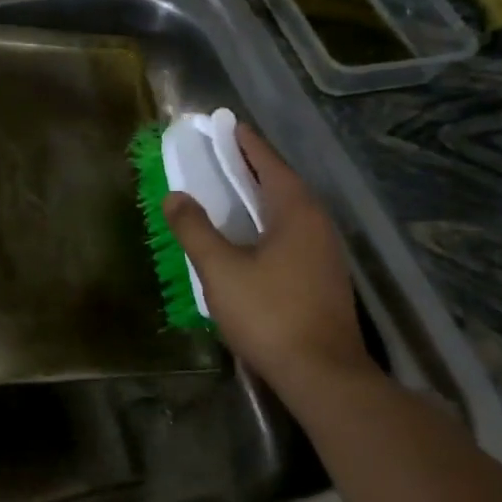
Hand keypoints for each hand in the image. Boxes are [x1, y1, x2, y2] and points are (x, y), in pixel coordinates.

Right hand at [163, 124, 372, 393]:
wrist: (322, 375)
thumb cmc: (269, 314)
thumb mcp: (220, 269)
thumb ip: (195, 230)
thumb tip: (175, 196)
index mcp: (296, 213)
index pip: (270, 164)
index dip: (247, 144)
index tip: (228, 126)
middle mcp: (318, 225)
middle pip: (283, 184)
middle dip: (254, 167)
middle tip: (223, 155)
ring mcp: (326, 254)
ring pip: (290, 211)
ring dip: (262, 196)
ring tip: (233, 191)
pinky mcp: (324, 279)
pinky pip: (293, 234)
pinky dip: (269, 222)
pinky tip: (251, 237)